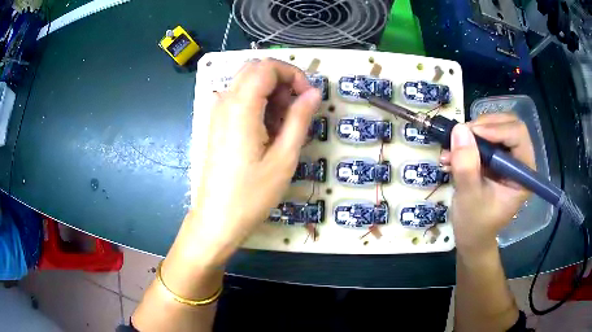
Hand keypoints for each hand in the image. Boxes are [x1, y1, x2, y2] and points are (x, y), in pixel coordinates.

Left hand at [182, 58, 321, 266]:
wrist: (217, 219)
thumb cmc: (252, 194)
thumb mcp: (284, 157)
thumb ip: (300, 118)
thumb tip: (313, 92)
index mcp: (241, 106)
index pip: (267, 66)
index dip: (293, 74)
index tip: (308, 97)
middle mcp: (225, 101)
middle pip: (256, 70)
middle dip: (282, 81)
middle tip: (296, 110)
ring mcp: (217, 112)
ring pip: (247, 83)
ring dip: (271, 93)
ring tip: (284, 125)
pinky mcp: (217, 124)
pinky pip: (239, 99)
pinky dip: (258, 103)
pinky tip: (267, 130)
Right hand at [440, 113, 534, 251]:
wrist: (471, 237)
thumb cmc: (475, 225)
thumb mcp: (469, 198)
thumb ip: (466, 166)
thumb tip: (459, 129)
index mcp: (523, 174)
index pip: (518, 135)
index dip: (496, 128)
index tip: (470, 134)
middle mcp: (519, 161)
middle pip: (508, 125)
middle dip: (483, 126)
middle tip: (461, 136)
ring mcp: (508, 159)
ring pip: (495, 127)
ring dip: (473, 133)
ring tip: (452, 148)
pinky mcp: (496, 159)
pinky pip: (484, 138)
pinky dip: (468, 141)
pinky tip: (452, 153)